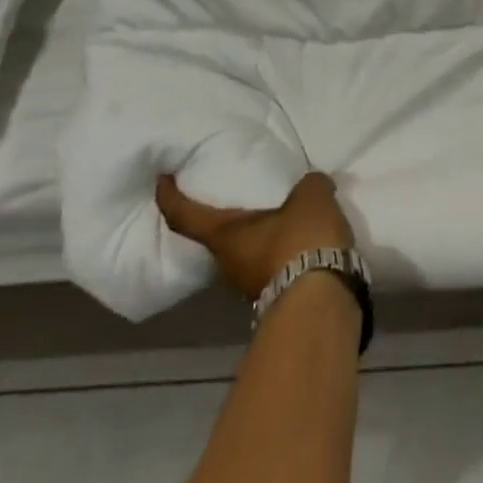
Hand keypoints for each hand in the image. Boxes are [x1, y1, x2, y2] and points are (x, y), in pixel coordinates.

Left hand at [155, 172, 354, 300]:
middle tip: (244, 195)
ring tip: (284, 216)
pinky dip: (282, 251)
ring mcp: (249, 286)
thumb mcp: (310, 197)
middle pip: (218, 237)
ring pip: (247, 253)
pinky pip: (272, 265)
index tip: (163, 180)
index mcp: (224, 236)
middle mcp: (227, 264)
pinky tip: (304, 239)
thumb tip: (311, 184)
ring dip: (260, 236)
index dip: (169, 196)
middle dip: (229, 218)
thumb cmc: (300, 242)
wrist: (319, 303)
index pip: (184, 216)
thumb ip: (308, 184)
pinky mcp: (276, 297)